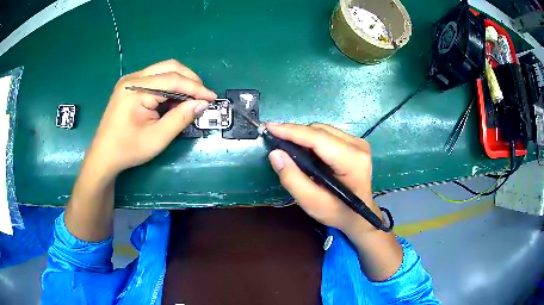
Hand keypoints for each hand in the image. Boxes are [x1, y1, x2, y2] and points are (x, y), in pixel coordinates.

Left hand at [87, 59, 216, 176]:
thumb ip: (180, 118)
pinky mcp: (131, 85)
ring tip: (190, 99)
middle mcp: (132, 78)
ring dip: (180, 82)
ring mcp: (130, 80)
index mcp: (135, 90)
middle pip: (169, 67)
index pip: (172, 79)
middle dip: (189, 80)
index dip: (195, 87)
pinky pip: (156, 78)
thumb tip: (202, 104)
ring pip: (164, 70)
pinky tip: (173, 100)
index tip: (212, 98)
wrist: (104, 155)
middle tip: (202, 97)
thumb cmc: (128, 150)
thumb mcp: (157, 138)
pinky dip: (169, 86)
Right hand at [267, 123, 380, 233]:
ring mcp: (358, 142)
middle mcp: (357, 145)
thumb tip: (275, 153)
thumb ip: (292, 179)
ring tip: (286, 146)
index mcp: (352, 160)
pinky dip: (311, 140)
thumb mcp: (311, 203)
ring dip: (302, 136)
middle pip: (320, 131)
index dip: (292, 131)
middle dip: (295, 133)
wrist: (359, 216)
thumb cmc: (337, 212)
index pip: (318, 138)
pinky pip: (327, 134)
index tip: (269, 127)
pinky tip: (302, 150)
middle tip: (274, 140)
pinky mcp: (354, 143)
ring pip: (322, 130)